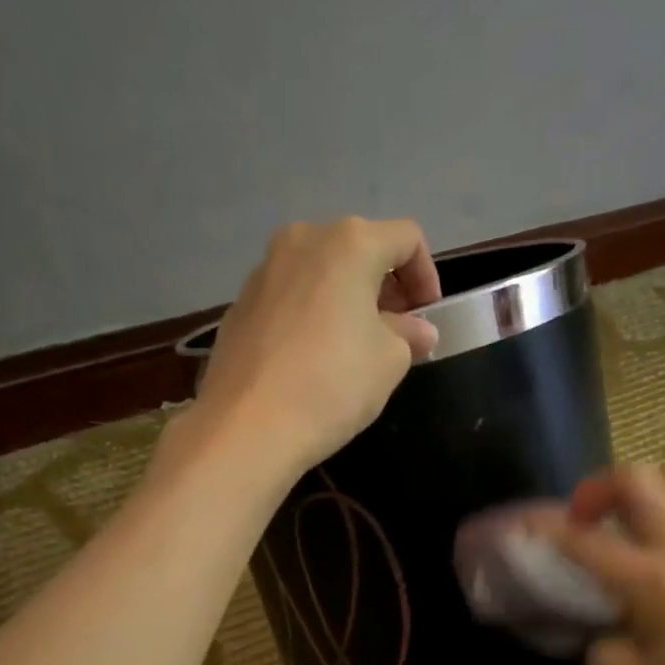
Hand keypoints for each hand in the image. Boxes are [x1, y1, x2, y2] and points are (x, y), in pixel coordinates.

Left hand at [196, 218, 440, 473]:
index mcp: (349, 243)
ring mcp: (263, 271)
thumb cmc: (333, 384)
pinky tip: (311, 359)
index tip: (427, 317)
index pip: (406, 238)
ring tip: (353, 346)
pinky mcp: (238, 305)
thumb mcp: (390, 361)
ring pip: (319, 273)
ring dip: (345, 300)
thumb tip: (416, 330)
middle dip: (384, 286)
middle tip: (395, 331)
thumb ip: (408, 335)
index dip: (426, 275)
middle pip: (358, 250)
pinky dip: (310, 315)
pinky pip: (289, 298)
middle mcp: (302, 241)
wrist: (247, 426)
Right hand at [540, 465, 664, 664]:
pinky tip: (645, 542)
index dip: (546, 528)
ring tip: (615, 522)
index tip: (519, 524)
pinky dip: (660, 505)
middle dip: (595, 490)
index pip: (589, 540)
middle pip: (638, 480)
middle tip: (578, 522)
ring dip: (634, 489)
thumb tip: (596, 602)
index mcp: (661, 584)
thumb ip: (595, 627)